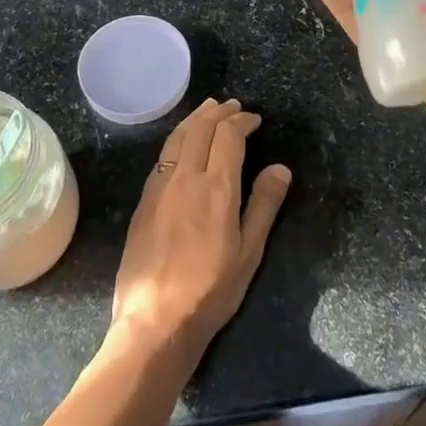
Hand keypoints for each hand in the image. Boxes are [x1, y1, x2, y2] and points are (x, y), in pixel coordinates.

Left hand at [111, 99, 291, 357]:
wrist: (154, 320)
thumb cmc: (210, 290)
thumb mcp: (249, 252)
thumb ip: (264, 205)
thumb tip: (280, 168)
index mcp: (216, 187)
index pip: (228, 136)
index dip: (242, 121)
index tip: (254, 119)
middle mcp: (185, 177)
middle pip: (201, 128)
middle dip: (219, 112)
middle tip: (233, 105)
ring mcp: (160, 186)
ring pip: (178, 137)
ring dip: (196, 118)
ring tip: (208, 109)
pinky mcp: (144, 200)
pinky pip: (164, 155)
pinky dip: (178, 137)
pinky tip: (183, 143)